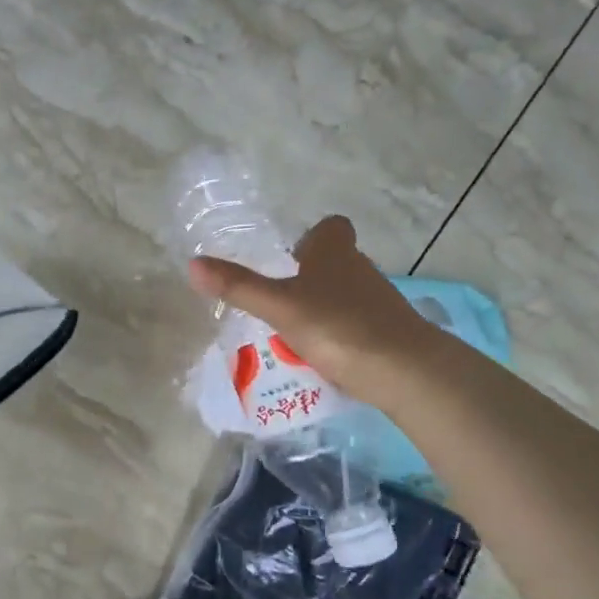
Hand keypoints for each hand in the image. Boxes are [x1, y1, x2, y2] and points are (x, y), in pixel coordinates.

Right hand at [188, 215, 440, 412]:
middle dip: (312, 276)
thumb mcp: (280, 308)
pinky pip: (358, 324)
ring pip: (347, 294)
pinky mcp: (390, 332)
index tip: (292, 257)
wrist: (406, 370)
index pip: (331, 228)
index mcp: (335, 253)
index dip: (313, 237)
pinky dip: (340, 333)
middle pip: (337, 261)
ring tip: (295, 333)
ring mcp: (379, 301)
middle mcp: (361, 269)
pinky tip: (324, 356)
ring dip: (324, 306)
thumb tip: (192, 264)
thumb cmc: (338, 327)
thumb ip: (239, 287)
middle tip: (282, 300)